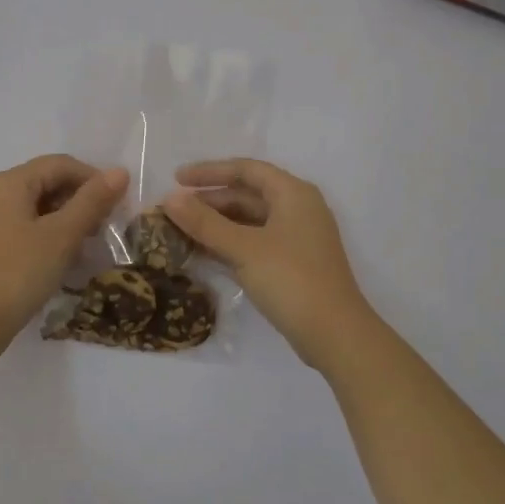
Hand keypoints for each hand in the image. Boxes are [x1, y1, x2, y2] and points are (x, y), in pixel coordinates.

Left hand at [0, 155, 127, 351]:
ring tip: (85, 244)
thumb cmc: (19, 272)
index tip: (116, 204)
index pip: (59, 164)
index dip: (92, 178)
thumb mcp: (62, 236)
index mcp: (9, 182)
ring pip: (33, 207)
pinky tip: (59, 258)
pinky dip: (44, 234)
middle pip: (44, 183)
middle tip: (103, 226)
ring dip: (63, 219)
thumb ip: (92, 201)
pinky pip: (20, 227)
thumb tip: (119, 172)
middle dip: (78, 200)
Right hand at [163, 159, 376, 369]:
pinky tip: (203, 252)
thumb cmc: (291, 280)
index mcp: (293, 194)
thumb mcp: (243, 248)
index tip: (176, 179)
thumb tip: (169, 198)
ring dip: (217, 224)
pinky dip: (230, 243)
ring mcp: (297, 238)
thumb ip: (205, 222)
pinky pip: (255, 242)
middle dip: (209, 201)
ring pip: (250, 221)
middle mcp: (298, 209)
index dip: (209, 172)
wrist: (335, 334)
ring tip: (181, 231)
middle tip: (174, 210)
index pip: (246, 169)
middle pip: (247, 194)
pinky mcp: (293, 263)